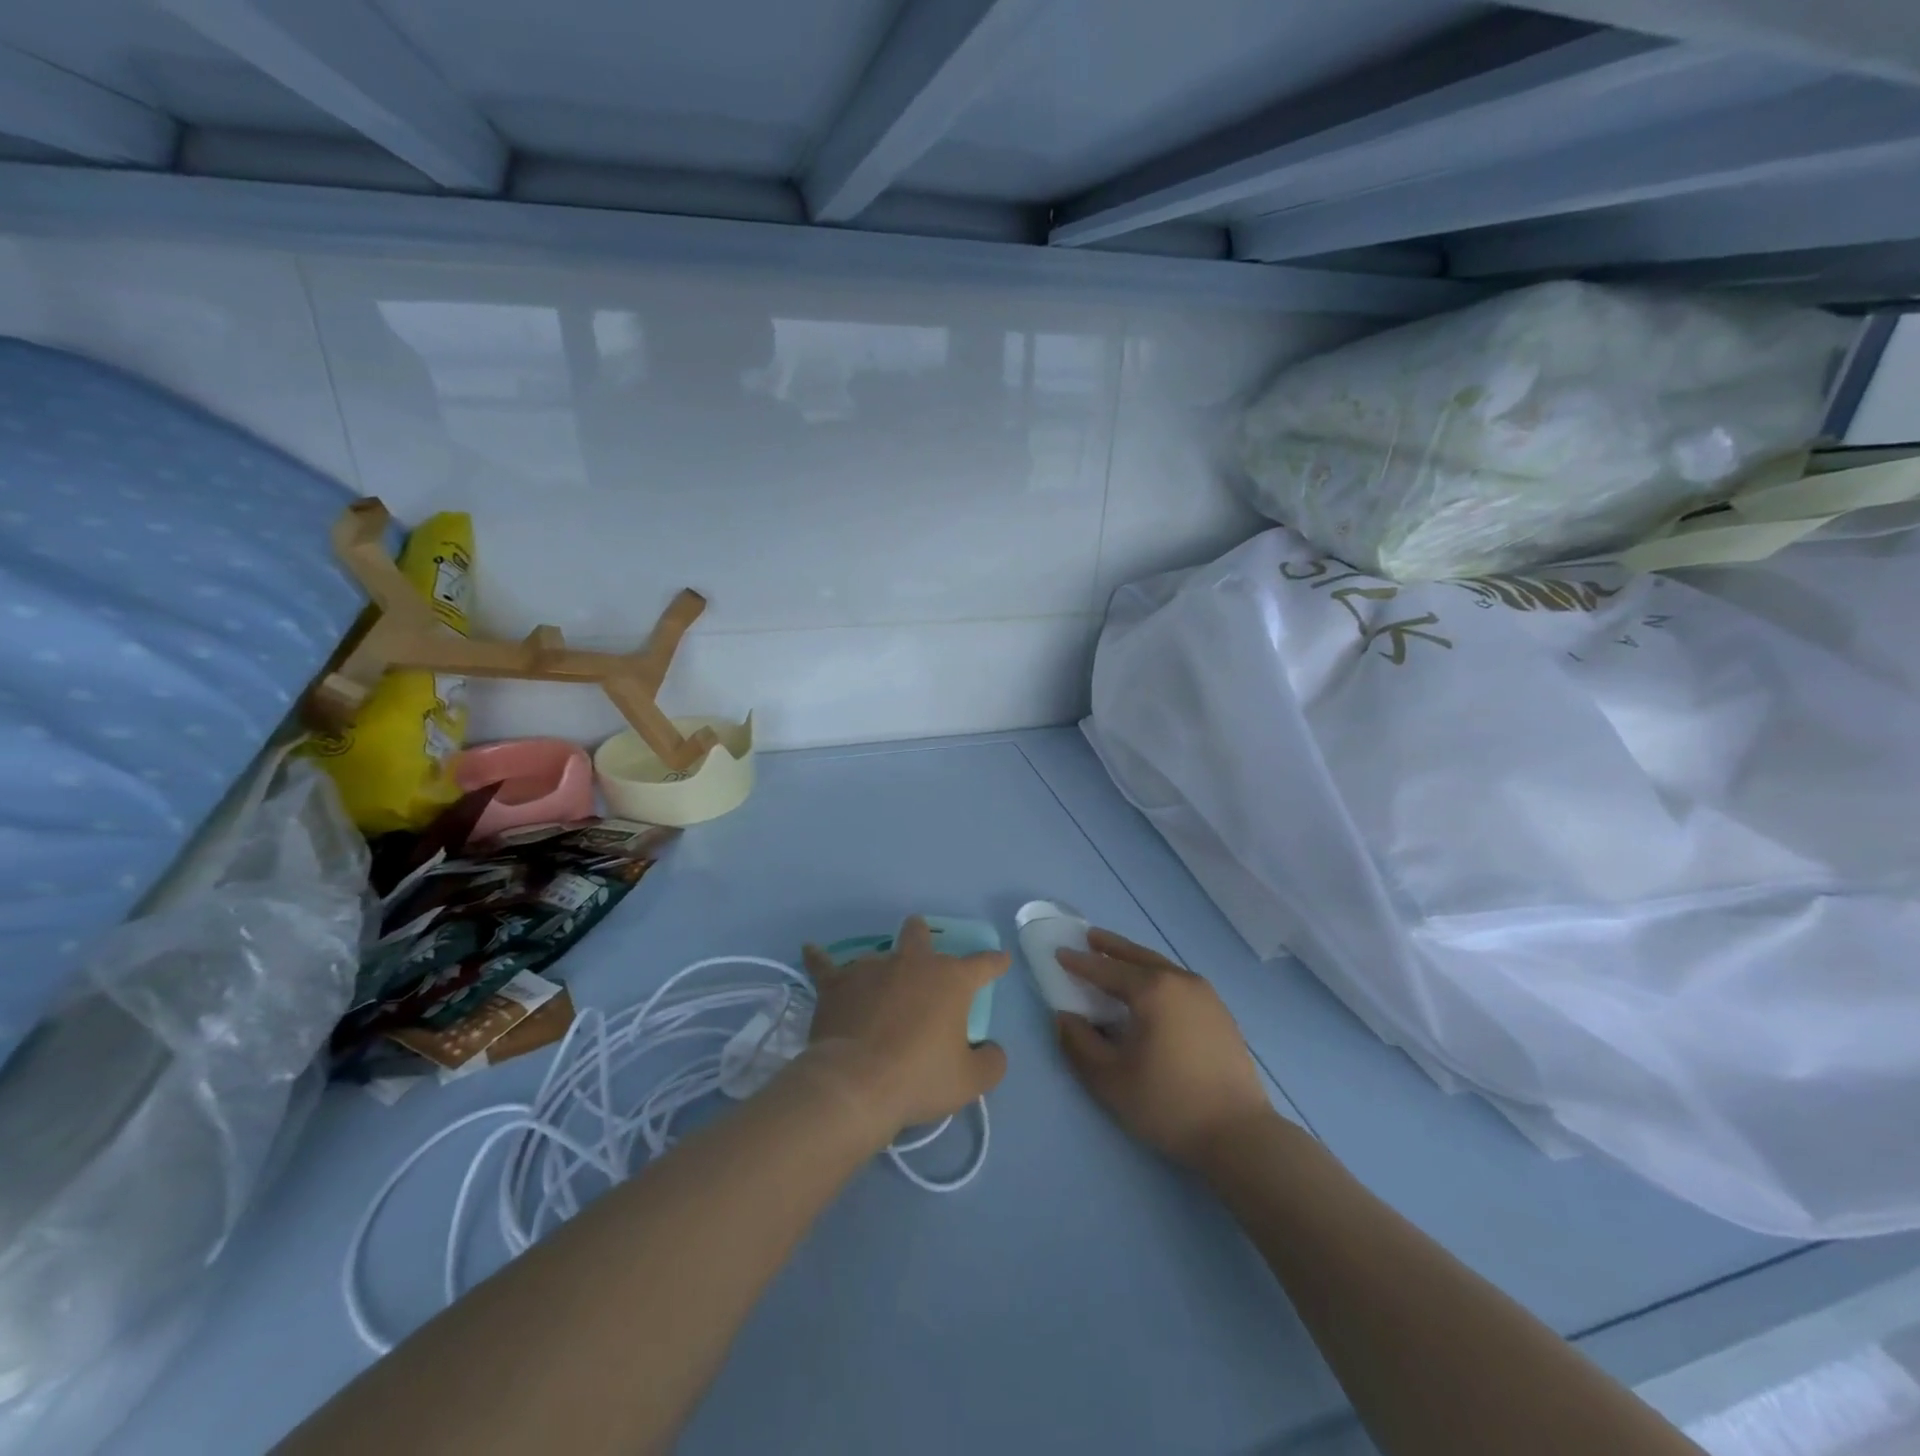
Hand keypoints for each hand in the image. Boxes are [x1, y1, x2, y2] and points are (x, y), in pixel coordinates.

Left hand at [799, 916, 1008, 1141]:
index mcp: (950, 980)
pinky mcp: (836, 984)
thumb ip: (991, 1061)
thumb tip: (991, 1049)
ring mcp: (871, 968)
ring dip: (882, 966)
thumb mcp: (970, 1080)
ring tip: (876, 986)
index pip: (982, 964)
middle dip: (923, 936)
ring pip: (878, 953)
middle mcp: (912, 963)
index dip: (994, 962)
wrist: (856, 1084)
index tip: (1000, 960)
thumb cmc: (919, 1078)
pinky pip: (824, 965)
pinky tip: (810, 950)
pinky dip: (819, 958)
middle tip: (922, 949)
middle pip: (919, 934)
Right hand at [1055, 929, 1273, 1167]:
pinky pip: (1180, 982)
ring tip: (1118, 960)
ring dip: (1136, 960)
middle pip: (1138, 956)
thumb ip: (1079, 1043)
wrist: (1239, 1134)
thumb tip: (1065, 1017)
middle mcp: (1180, 981)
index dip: (1080, 962)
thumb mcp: (1110, 1079)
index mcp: (1152, 990)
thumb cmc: (1168, 1103)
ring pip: (1162, 966)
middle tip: (1090, 937)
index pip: (1107, 969)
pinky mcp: (1221, 1014)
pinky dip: (1158, 976)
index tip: (1060, 953)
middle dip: (1112, 947)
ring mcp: (1206, 996)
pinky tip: (1153, 991)